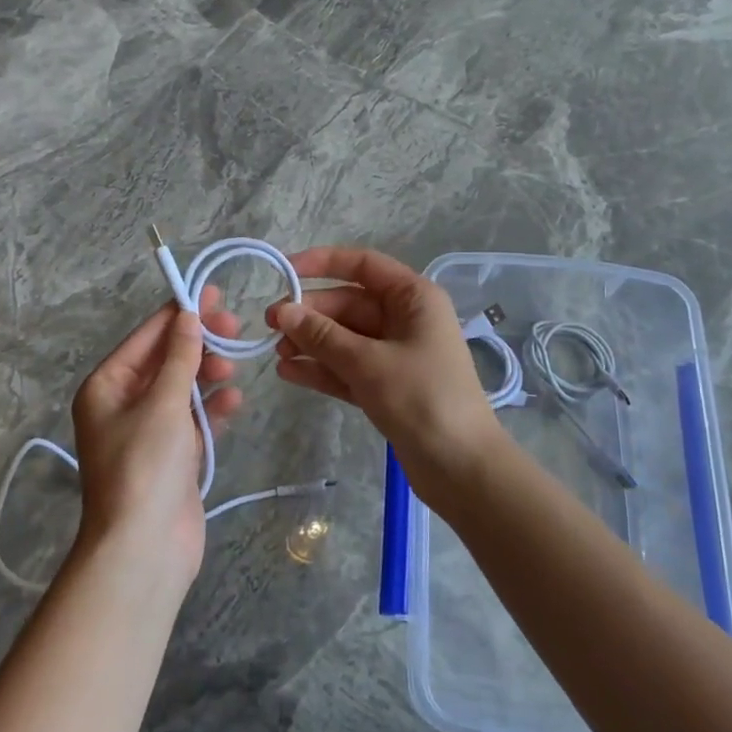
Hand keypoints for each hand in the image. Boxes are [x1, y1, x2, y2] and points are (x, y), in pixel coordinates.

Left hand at [70, 287, 242, 585]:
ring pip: (183, 388)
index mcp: (107, 386)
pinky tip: (234, 402)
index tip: (213, 293)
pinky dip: (213, 409)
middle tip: (233, 328)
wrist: (144, 548)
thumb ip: (180, 357)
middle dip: (198, 344)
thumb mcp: (163, 403)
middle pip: (166, 360)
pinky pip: (195, 420)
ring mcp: (149, 431)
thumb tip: (188, 316)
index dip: (180, 313)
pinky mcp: (172, 456)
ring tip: (233, 368)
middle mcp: (123, 404)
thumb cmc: (145, 466)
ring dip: (208, 375)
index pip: (147, 336)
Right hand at [266, 247, 507, 498]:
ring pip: (345, 338)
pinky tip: (289, 373)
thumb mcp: (368, 363)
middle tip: (270, 327)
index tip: (284, 271)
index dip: (323, 263)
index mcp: (413, 298)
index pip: (364, 265)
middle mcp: (405, 319)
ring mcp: (395, 354)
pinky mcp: (387, 386)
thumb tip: (283, 311)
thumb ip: (323, 336)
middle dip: (311, 314)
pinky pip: (348, 367)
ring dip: (311, 343)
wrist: (461, 468)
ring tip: (275, 354)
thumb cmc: (422, 399)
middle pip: (349, 304)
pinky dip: (322, 369)